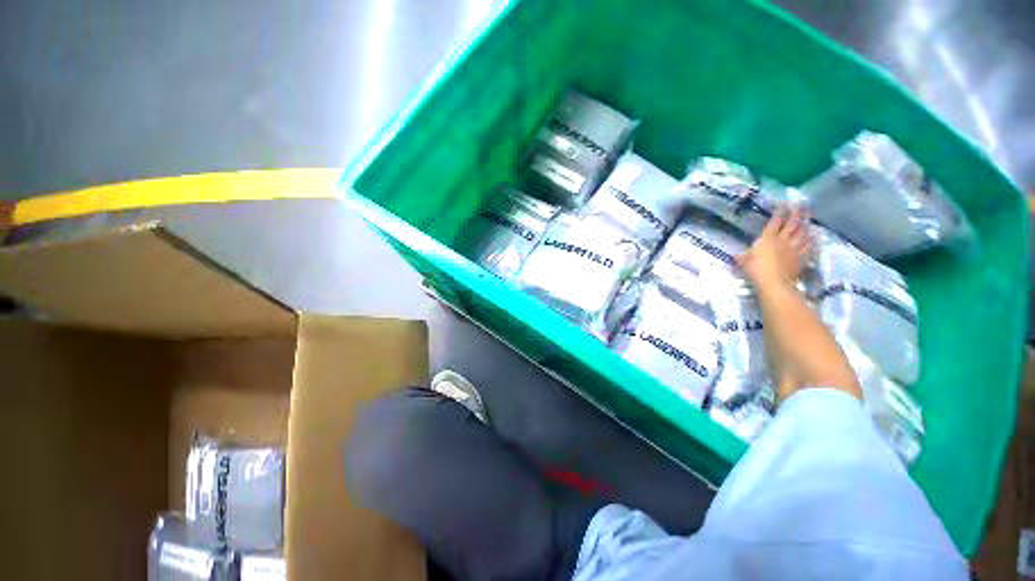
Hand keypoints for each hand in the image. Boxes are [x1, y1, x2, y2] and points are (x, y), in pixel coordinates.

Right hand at [736, 206, 812, 292]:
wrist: (775, 283)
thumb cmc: (756, 271)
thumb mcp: (744, 263)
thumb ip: (742, 257)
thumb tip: (737, 255)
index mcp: (767, 238)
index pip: (775, 221)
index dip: (780, 212)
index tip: (783, 203)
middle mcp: (783, 239)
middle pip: (792, 223)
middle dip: (797, 212)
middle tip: (801, 203)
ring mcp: (794, 247)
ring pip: (803, 231)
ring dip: (806, 222)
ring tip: (808, 215)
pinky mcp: (802, 256)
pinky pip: (809, 244)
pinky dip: (812, 238)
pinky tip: (815, 234)